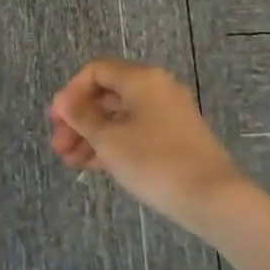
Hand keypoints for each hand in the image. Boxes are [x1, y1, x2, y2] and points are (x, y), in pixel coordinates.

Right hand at [49, 59, 249, 232]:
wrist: (213, 198)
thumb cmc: (154, 161)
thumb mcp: (109, 139)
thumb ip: (81, 117)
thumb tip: (64, 101)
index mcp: (141, 79)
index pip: (96, 71)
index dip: (70, 93)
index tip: (56, 120)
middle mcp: (156, 88)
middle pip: (107, 95)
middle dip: (78, 119)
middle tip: (58, 146)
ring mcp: (168, 114)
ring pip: (120, 117)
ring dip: (92, 135)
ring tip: (70, 161)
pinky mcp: (175, 138)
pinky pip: (135, 132)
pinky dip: (113, 144)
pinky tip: (92, 165)